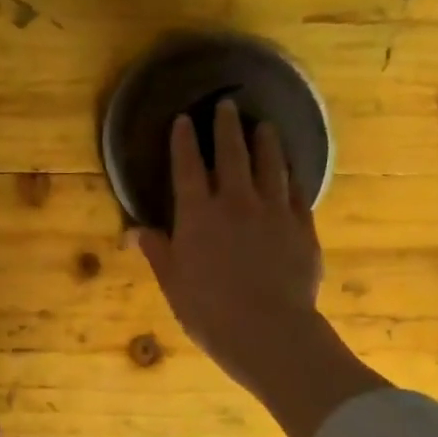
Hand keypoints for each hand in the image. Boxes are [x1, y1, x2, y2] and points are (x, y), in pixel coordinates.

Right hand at [136, 101, 324, 386]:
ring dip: (266, 141)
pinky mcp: (302, 226)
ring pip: (271, 164)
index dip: (184, 141)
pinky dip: (291, 175)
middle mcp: (236, 201)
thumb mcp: (172, 283)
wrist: (267, 330)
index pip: (187, 167)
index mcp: (198, 214)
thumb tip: (135, 231)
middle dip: (227, 127)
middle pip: (232, 153)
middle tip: (228, 105)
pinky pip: (297, 191)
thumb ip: (157, 252)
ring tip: (264, 126)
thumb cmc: (208, 311)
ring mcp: (274, 210)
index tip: (183, 120)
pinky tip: (291, 170)